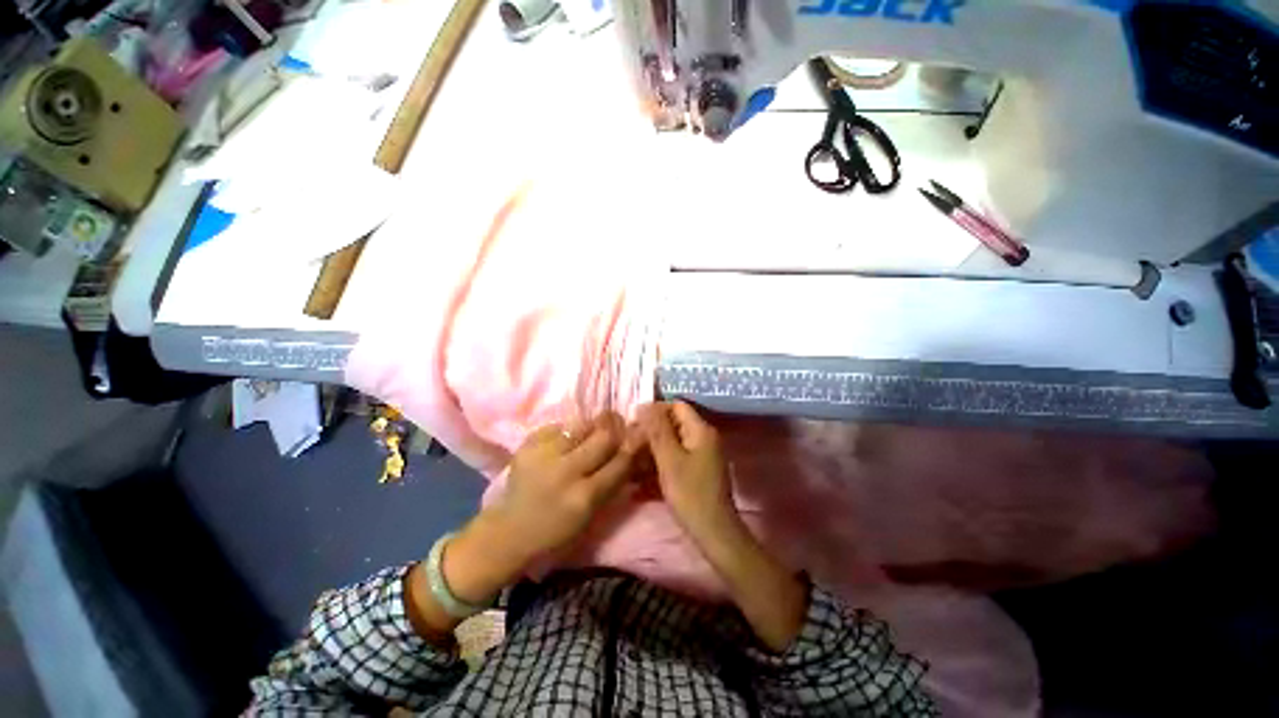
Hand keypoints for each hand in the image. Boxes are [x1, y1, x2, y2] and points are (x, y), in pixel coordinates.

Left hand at [481, 413, 640, 567]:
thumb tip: (631, 452)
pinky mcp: (527, 444)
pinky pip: (558, 425)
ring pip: (581, 425)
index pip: (620, 462)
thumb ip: (612, 482)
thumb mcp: (590, 515)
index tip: (641, 432)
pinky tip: (563, 442)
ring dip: (591, 427)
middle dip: (614, 429)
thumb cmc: (556, 531)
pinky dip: (566, 431)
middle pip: (603, 437)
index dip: (634, 445)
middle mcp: (565, 472)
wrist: (509, 531)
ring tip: (589, 433)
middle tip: (617, 425)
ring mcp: (544, 454)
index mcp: (584, 497)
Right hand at [640, 401, 806, 650]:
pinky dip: (660, 465)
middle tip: (629, 446)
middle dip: (650, 433)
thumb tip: (644, 405)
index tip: (634, 424)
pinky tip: (640, 481)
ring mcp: (701, 455)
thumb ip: (657, 430)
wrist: (713, 533)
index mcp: (701, 430)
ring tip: (631, 464)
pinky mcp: (697, 470)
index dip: (654, 411)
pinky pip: (676, 459)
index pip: (676, 406)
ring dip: (652, 451)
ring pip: (672, 443)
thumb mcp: (669, 460)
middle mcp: (703, 438)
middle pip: (673, 424)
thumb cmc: (690, 494)